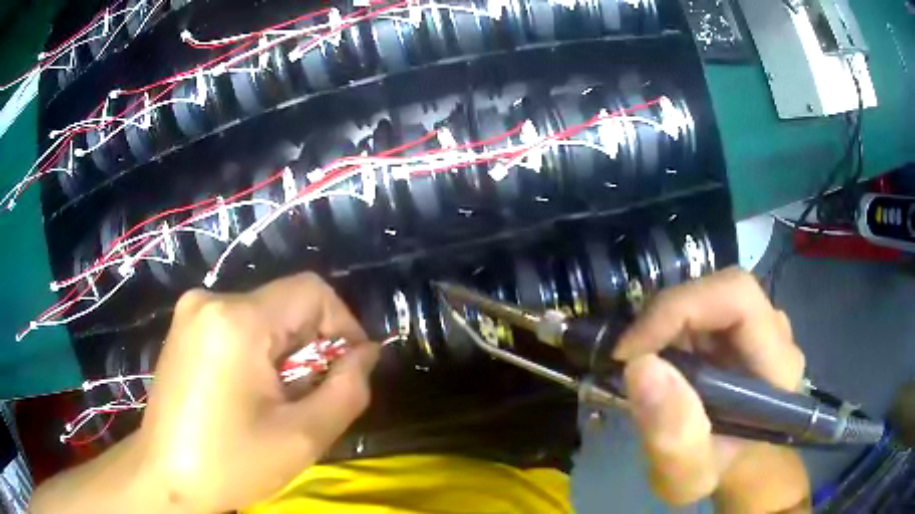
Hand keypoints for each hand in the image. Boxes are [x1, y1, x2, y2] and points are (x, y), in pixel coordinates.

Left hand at [32, 273, 378, 513]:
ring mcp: (192, 311)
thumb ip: (348, 389)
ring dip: (285, 353)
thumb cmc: (231, 462)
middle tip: (309, 398)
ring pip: (264, 315)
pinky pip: (238, 324)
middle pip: (286, 304)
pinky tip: (249, 392)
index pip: (312, 291)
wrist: (165, 475)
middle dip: (310, 347)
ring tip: (278, 400)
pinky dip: (258, 352)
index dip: (343, 325)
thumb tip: (366, 353)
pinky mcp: (185, 326)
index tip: (349, 369)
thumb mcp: (302, 436)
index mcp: (237, 320)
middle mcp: (210, 300)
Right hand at [613, 268, 809, 511]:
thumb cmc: (717, 474)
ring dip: (669, 324)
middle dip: (667, 317)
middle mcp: (775, 333)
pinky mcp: (743, 329)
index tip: (631, 352)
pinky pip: (706, 310)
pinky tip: (663, 361)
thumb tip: (641, 366)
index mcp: (777, 364)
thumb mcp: (688, 476)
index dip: (679, 309)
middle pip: (721, 290)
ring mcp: (761, 326)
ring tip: (645, 364)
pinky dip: (674, 329)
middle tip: (631, 358)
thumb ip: (672, 436)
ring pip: (711, 297)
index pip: (737, 297)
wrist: (737, 469)